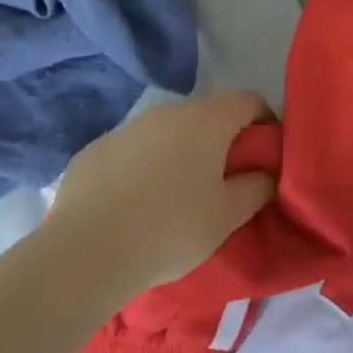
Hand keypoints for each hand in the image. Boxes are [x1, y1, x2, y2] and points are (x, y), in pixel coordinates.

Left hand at [44, 91, 275, 296]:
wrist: (87, 252)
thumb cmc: (171, 229)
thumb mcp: (227, 216)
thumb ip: (255, 188)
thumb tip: (265, 174)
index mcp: (206, 121)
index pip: (248, 100)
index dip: (264, 121)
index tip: (263, 154)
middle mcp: (167, 113)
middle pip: (206, 115)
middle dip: (219, 141)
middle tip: (221, 182)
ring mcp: (127, 128)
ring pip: (165, 133)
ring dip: (178, 153)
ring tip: (174, 197)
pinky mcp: (94, 150)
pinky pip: (130, 152)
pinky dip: (141, 168)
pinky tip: (133, 206)